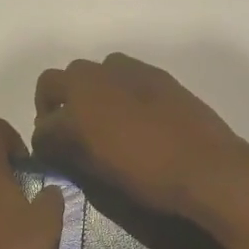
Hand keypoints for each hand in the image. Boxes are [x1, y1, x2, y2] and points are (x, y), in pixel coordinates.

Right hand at [31, 53, 248, 221]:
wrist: (206, 166)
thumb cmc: (148, 178)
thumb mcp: (99, 174)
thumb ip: (71, 154)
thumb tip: (58, 147)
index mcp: (75, 110)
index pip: (42, 125)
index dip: (43, 142)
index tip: (51, 154)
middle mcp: (93, 81)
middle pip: (53, 81)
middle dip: (53, 103)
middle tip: (66, 129)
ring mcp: (124, 72)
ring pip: (88, 71)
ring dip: (84, 90)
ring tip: (100, 117)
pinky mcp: (152, 73)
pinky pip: (120, 72)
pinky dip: (115, 87)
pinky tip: (131, 112)